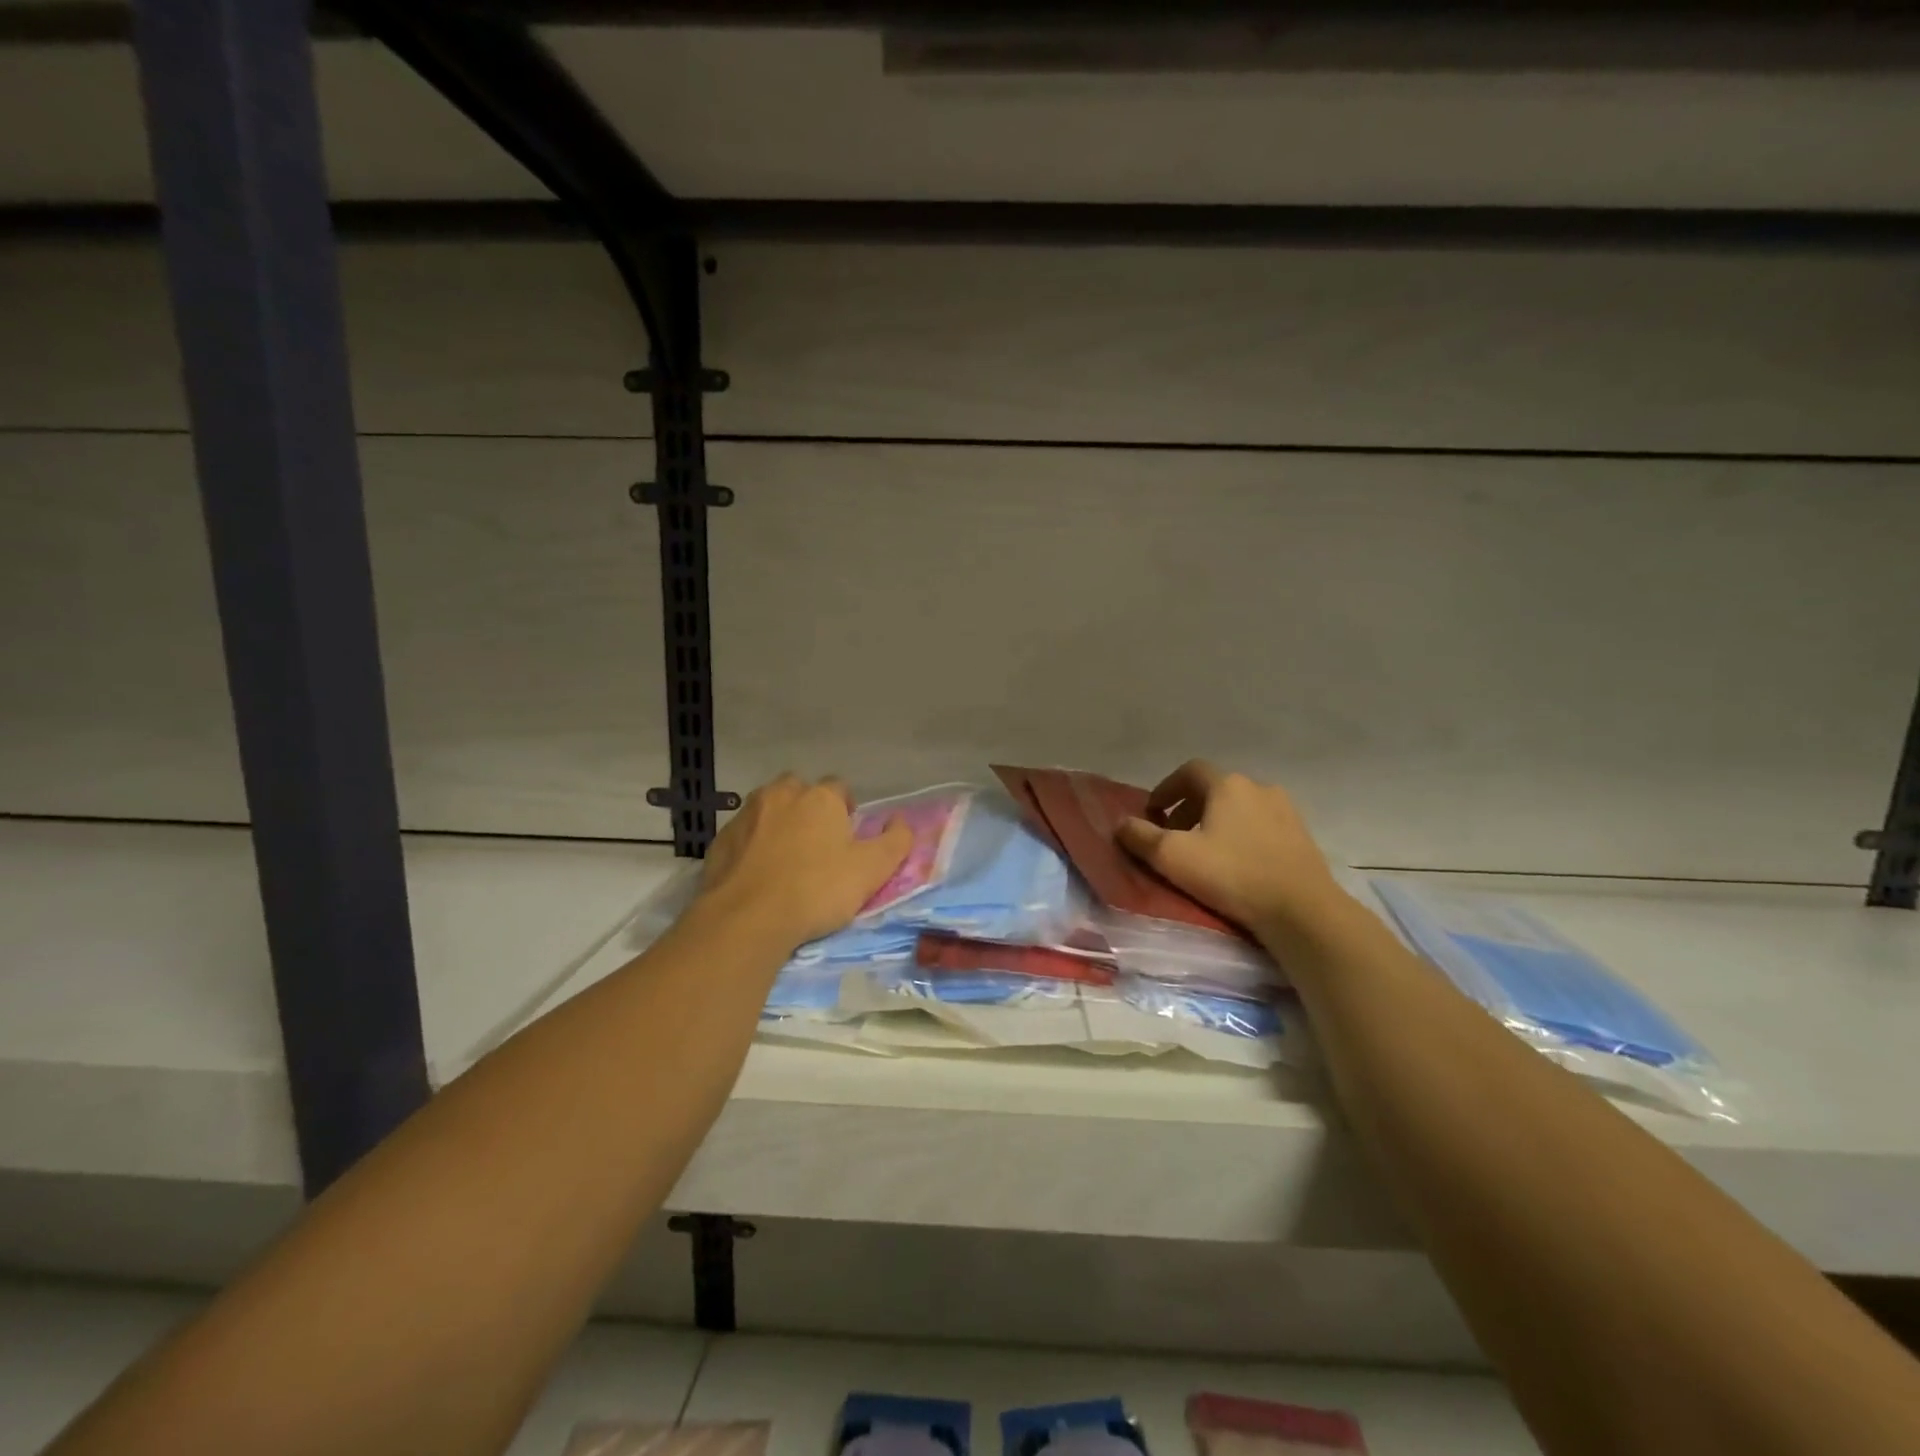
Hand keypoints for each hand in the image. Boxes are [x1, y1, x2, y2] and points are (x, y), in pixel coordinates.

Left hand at [696, 774, 912, 949]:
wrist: (746, 919)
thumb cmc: (817, 889)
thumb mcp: (872, 870)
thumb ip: (895, 841)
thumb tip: (901, 820)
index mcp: (820, 797)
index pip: (840, 787)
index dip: (847, 810)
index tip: (847, 838)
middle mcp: (781, 794)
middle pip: (799, 792)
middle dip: (808, 809)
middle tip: (817, 846)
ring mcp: (746, 815)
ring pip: (768, 810)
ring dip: (778, 825)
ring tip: (785, 861)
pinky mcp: (719, 841)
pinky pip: (743, 835)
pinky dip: (751, 847)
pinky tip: (757, 876)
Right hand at [1116, 761, 1341, 932]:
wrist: (1302, 911)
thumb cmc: (1232, 875)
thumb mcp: (1173, 857)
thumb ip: (1141, 837)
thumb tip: (1121, 824)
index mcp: (1228, 785)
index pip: (1189, 771)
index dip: (1166, 788)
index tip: (1152, 812)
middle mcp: (1259, 787)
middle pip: (1215, 789)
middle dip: (1189, 808)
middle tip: (1174, 836)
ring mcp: (1286, 811)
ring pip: (1240, 808)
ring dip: (1216, 823)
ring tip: (1205, 852)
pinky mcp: (1302, 837)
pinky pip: (1262, 826)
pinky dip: (1242, 836)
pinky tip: (1237, 864)